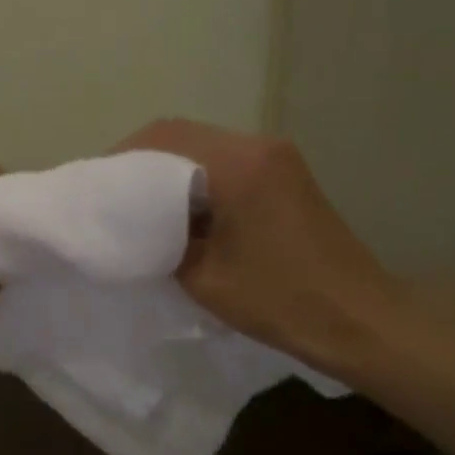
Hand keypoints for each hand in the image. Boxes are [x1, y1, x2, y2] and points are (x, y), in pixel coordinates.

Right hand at [114, 119, 401, 374]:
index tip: (96, 188)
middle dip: (139, 161)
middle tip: (110, 196)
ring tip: (136, 205)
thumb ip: (161, 240)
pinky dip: (193, 178)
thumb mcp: (203, 276)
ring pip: (203, 146)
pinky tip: (177, 210)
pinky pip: (226, 162)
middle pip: (182, 135)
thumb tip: (135, 225)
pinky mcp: (285, 174)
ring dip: (166, 169)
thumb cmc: (279, 300)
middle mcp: (258, 146)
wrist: (358, 319)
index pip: (164, 138)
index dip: (121, 158)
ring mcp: (276, 157)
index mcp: (238, 164)